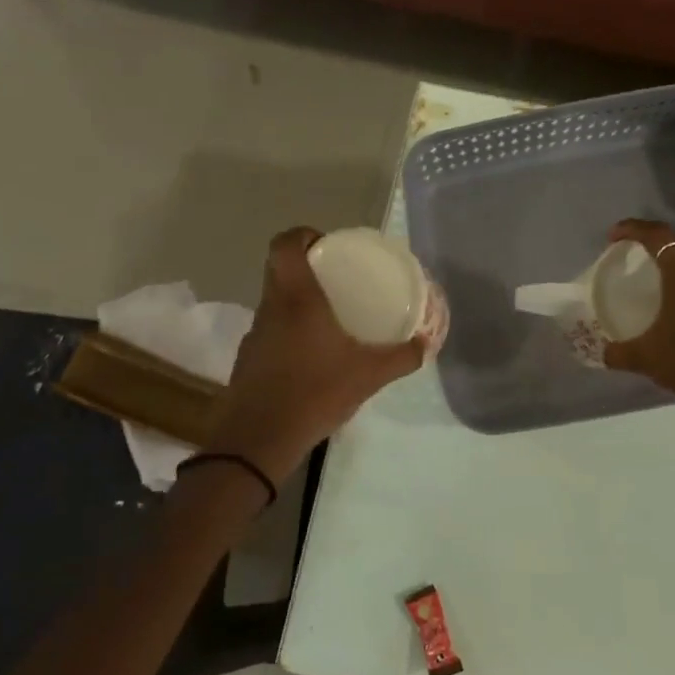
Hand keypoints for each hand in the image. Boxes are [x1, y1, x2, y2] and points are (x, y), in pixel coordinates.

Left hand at [205, 227, 426, 483]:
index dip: (303, 235)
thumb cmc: (315, 393)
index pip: (285, 244)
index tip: (327, 245)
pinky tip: (311, 357)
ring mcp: (255, 334)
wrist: (259, 439)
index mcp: (297, 299)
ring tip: (329, 320)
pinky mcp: (248, 359)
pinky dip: (289, 333)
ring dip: (297, 303)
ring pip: (274, 302)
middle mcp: (271, 308)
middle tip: (337, 281)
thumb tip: (426, 345)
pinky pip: (271, 332)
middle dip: (306, 268)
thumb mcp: (369, 375)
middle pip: (279, 270)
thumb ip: (401, 357)